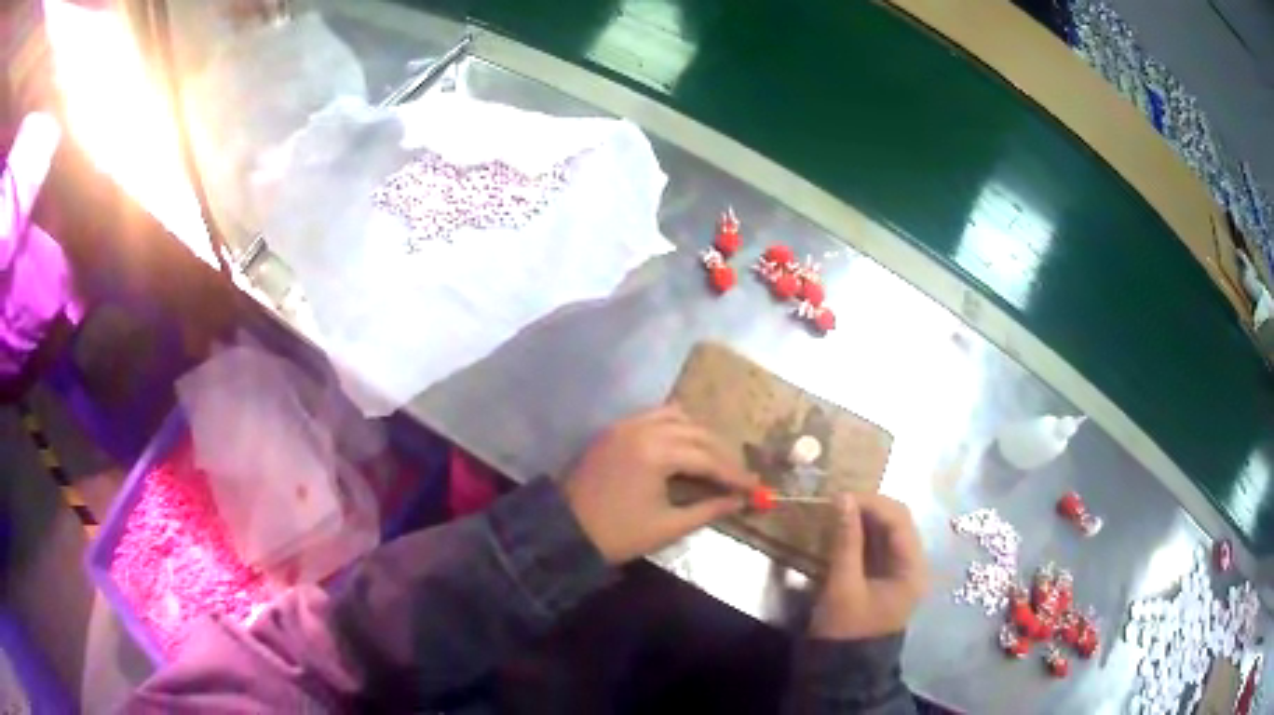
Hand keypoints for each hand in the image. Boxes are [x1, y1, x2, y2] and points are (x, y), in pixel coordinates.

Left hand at [562, 404, 756, 563]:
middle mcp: (642, 429)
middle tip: (738, 476)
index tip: (756, 487)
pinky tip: (683, 446)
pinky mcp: (614, 429)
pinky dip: (674, 426)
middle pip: (697, 433)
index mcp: (656, 453)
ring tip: (713, 459)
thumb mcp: (668, 526)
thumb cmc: (618, 534)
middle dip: (721, 454)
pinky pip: (653, 416)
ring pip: (676, 416)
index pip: (707, 458)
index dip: (734, 474)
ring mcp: (625, 425)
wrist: (564, 531)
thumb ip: (708, 509)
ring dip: (699, 435)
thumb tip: (739, 501)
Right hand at [810, 493, 926, 640]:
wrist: (844, 670)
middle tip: (835, 503)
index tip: (839, 496)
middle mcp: (912, 564)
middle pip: (896, 522)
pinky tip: (840, 531)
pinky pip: (877, 546)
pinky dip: (860, 534)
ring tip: (835, 512)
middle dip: (867, 508)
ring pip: (886, 532)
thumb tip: (842, 498)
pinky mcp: (884, 577)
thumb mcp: (843, 586)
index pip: (899, 519)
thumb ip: (845, 541)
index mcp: (912, 567)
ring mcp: (899, 571)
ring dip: (863, 519)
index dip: (871, 502)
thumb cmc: (846, 630)